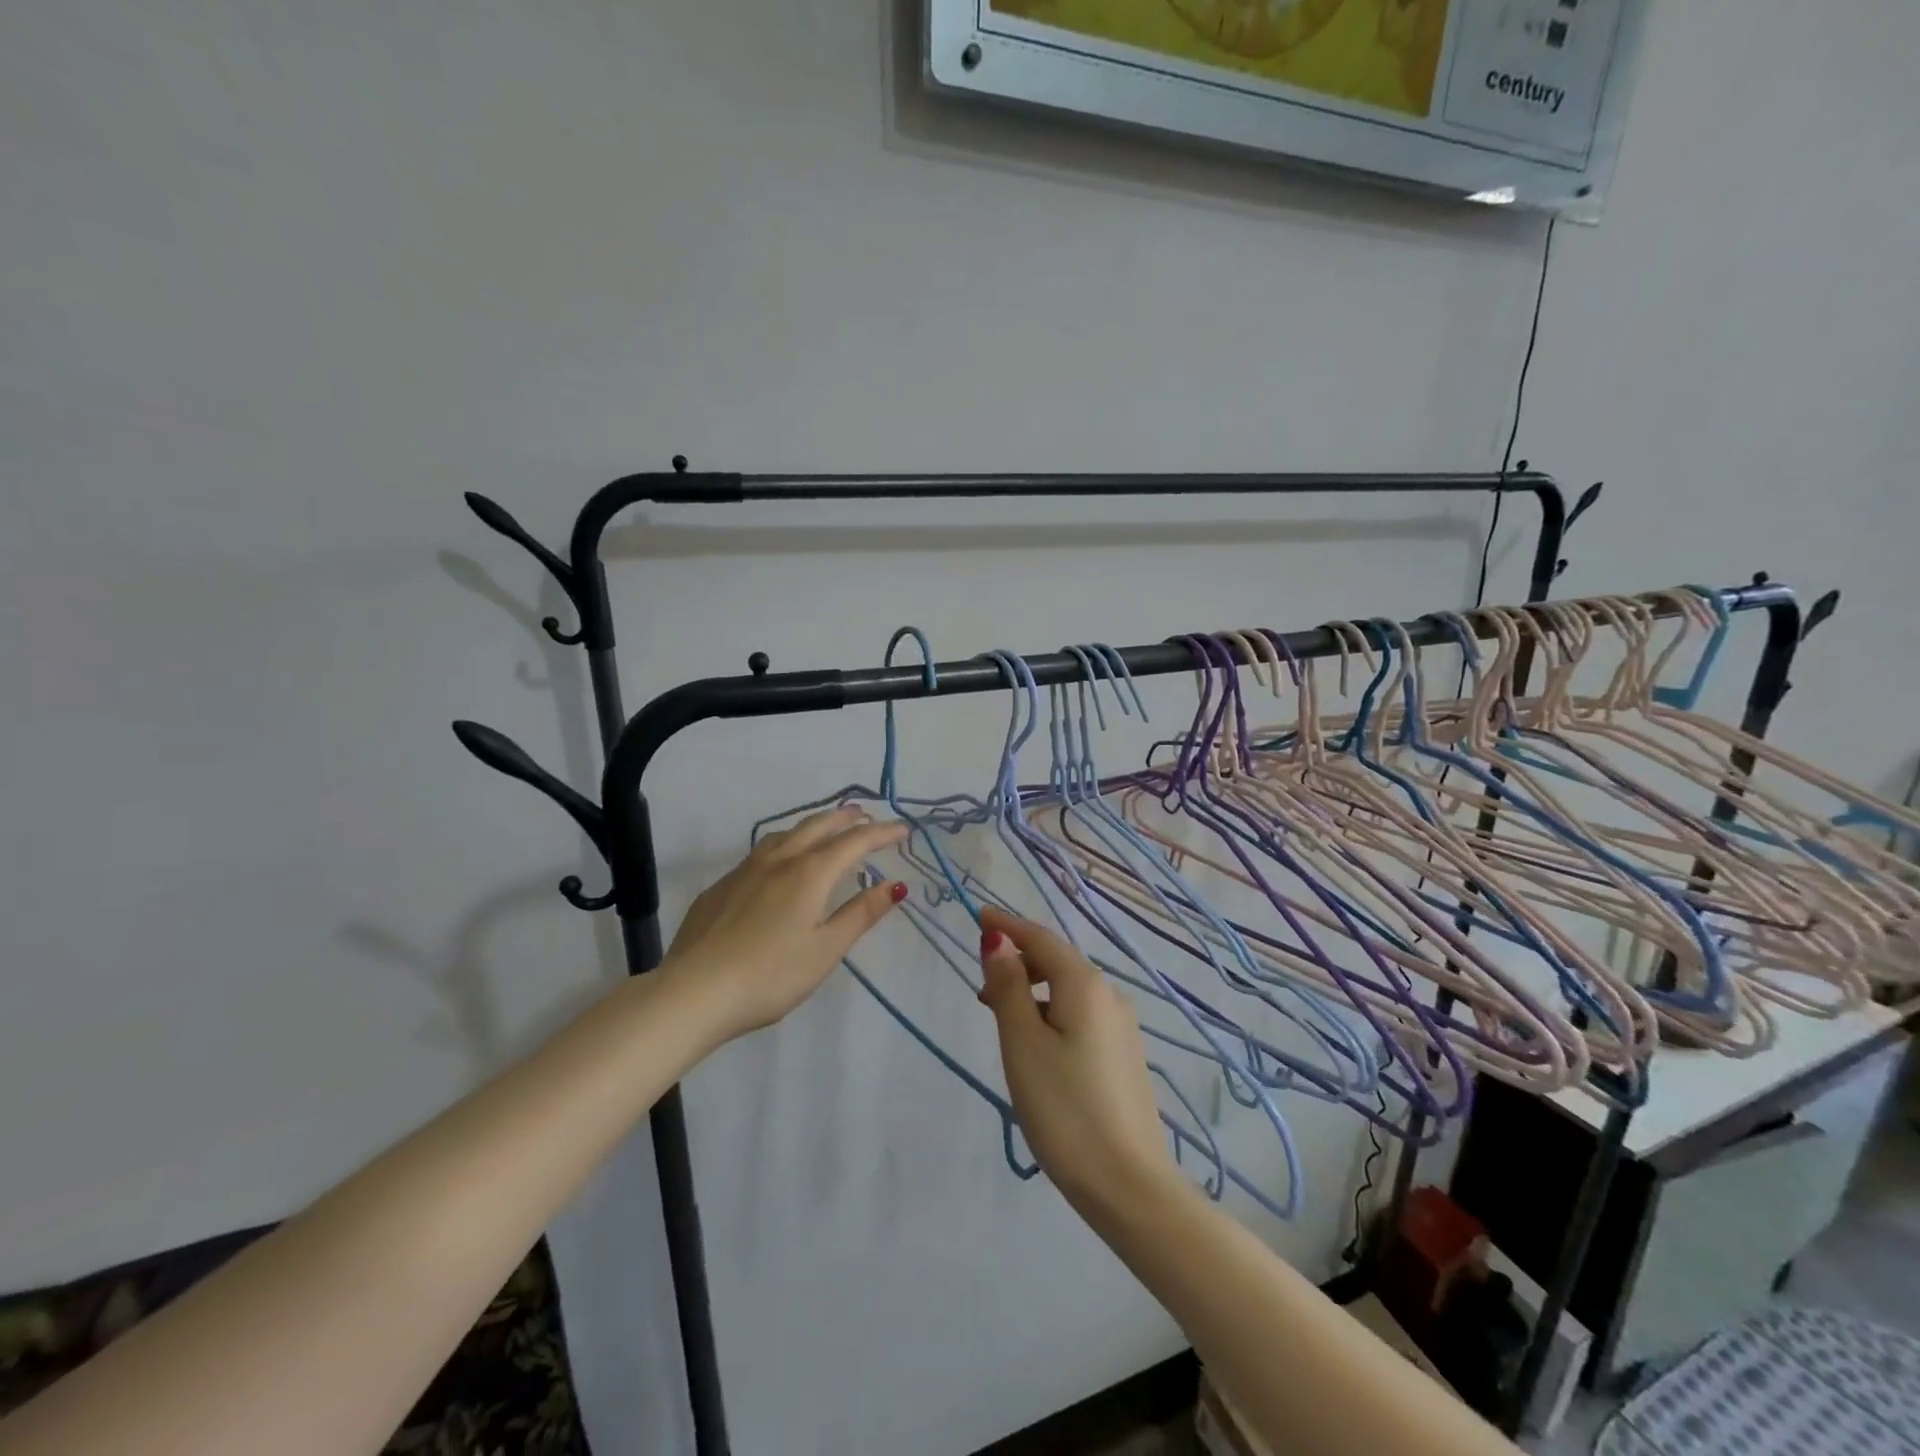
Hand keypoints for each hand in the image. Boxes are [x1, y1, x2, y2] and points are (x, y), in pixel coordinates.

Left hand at [664, 806, 908, 1041]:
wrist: (694, 992)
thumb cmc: (770, 975)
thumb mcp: (826, 949)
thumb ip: (860, 914)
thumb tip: (895, 884)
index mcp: (809, 873)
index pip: (854, 842)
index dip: (881, 833)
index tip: (904, 829)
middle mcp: (778, 861)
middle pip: (817, 827)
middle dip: (845, 818)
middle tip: (865, 815)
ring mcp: (744, 871)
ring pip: (784, 834)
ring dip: (812, 825)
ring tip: (824, 830)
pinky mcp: (721, 887)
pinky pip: (760, 852)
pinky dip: (783, 845)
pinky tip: (778, 864)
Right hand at [975, 906, 1180, 1217]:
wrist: (1129, 1185)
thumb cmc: (1065, 1109)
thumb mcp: (1023, 1044)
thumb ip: (1009, 988)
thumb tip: (997, 941)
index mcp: (1084, 985)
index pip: (1041, 938)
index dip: (1007, 925)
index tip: (978, 915)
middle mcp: (1109, 995)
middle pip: (1058, 961)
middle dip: (1019, 962)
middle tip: (982, 989)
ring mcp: (1122, 1027)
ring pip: (1069, 991)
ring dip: (1034, 991)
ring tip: (1004, 1021)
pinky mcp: (1125, 1055)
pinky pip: (1082, 1015)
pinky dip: (1053, 1013)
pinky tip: (1038, 1046)